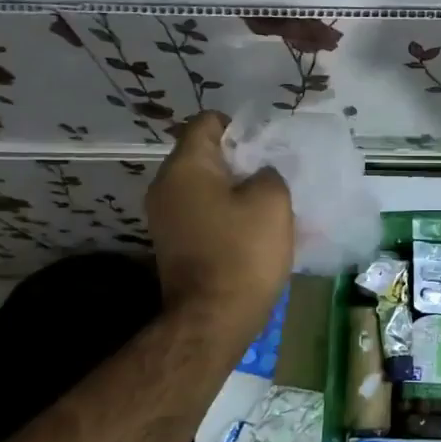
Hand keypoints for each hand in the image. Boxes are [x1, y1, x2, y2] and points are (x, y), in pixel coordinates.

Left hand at [147, 113, 293, 341]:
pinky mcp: (174, 245)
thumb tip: (259, 174)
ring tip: (268, 205)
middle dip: (241, 161)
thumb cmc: (243, 252)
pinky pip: (202, 215)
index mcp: (185, 167)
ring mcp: (165, 219)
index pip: (206, 123)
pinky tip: (252, 231)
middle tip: (274, 175)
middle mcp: (165, 187)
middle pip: (204, 156)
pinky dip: (226, 215)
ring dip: (235, 191)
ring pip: (205, 188)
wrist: (213, 318)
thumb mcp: (272, 201)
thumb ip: (268, 173)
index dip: (239, 126)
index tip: (267, 145)